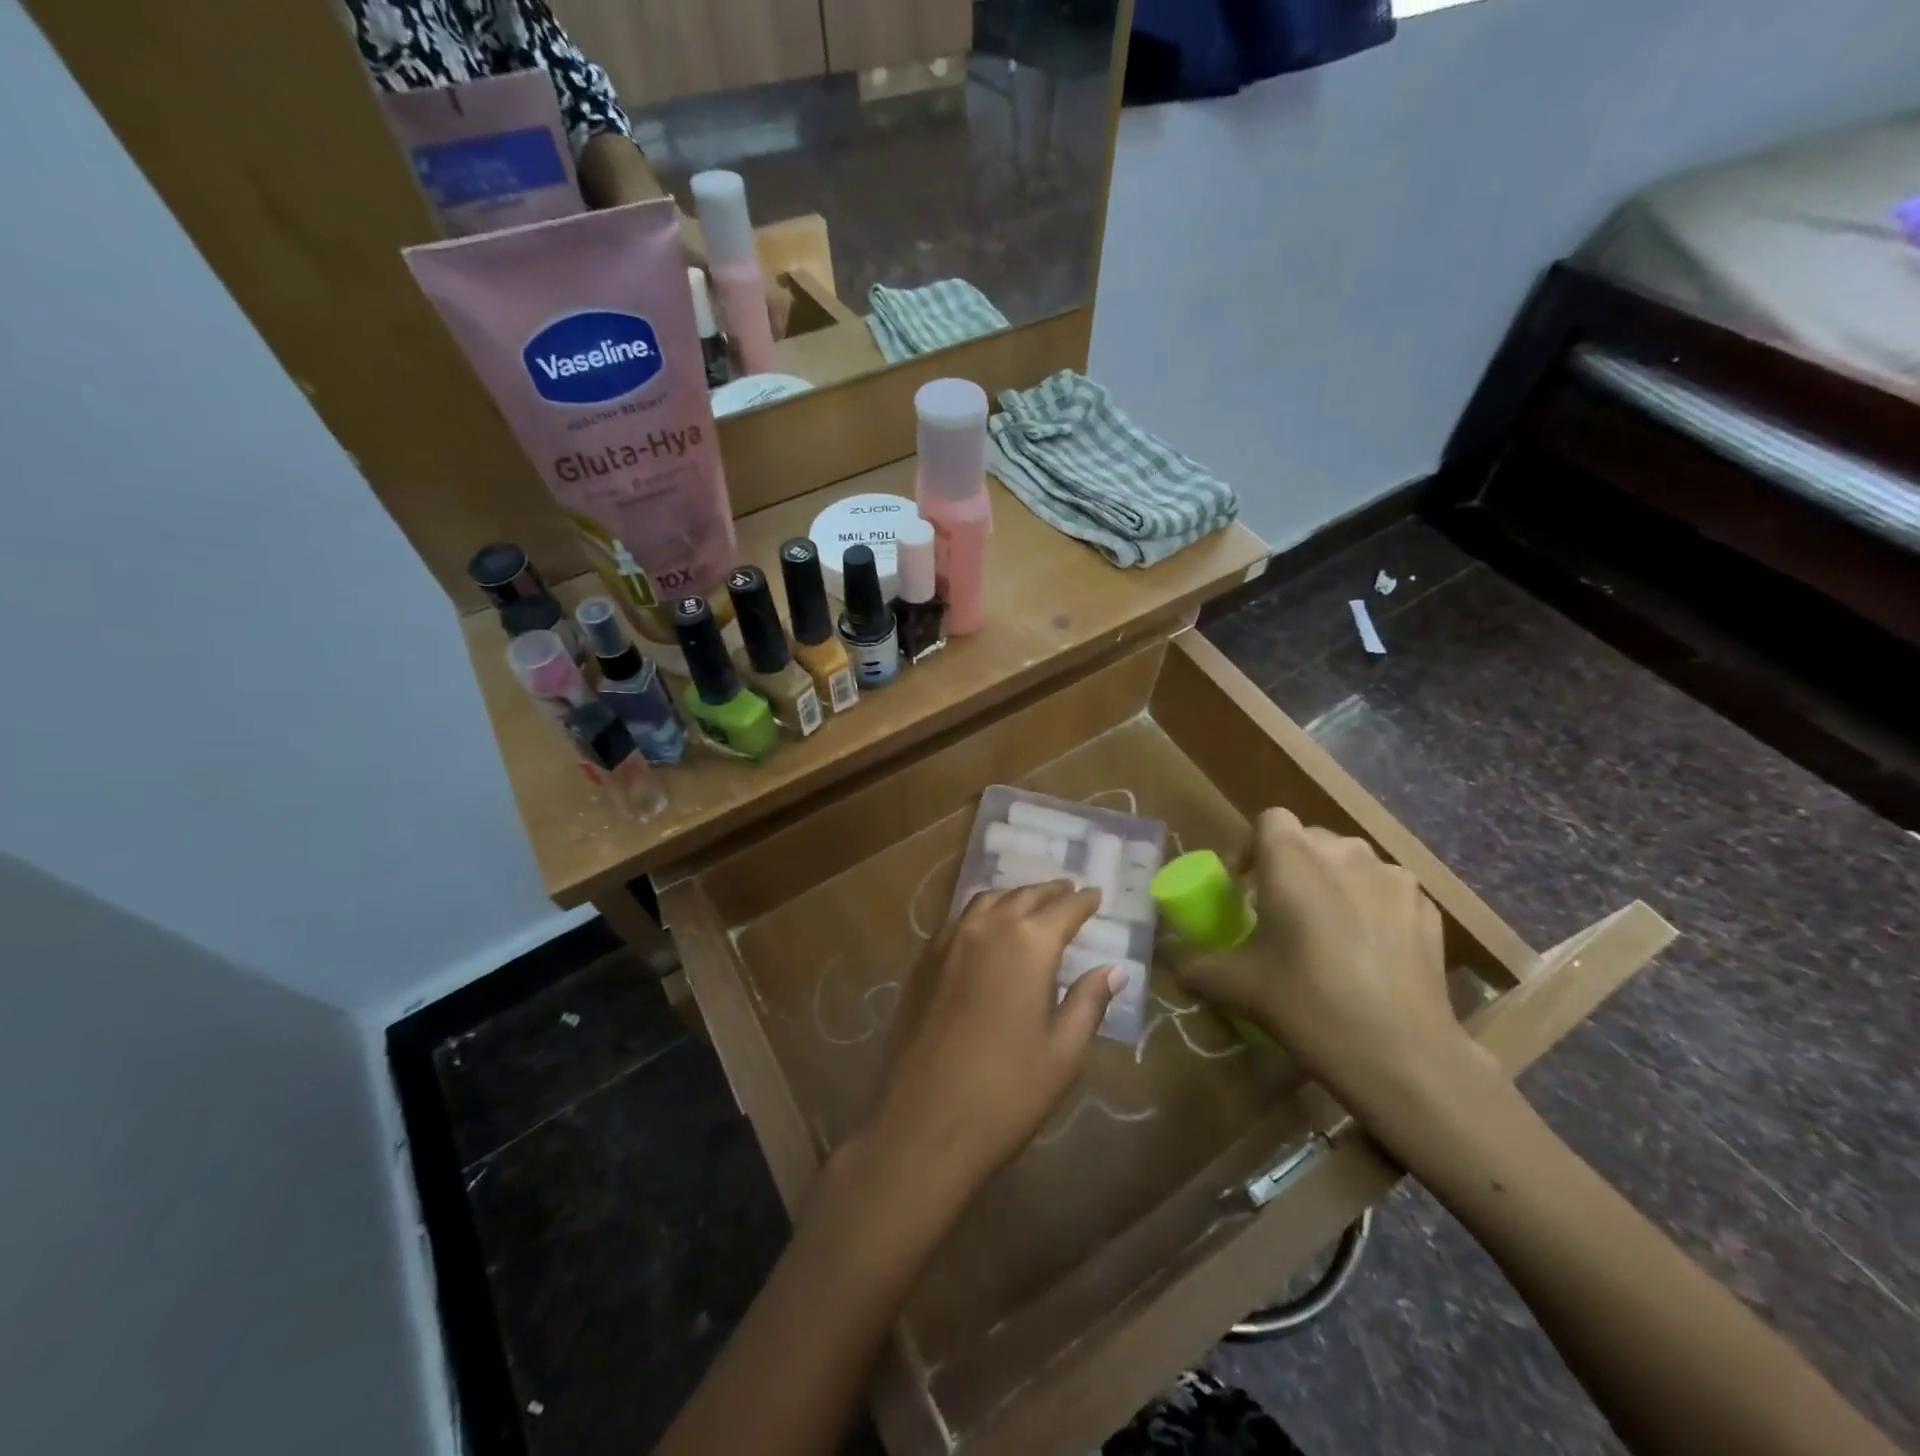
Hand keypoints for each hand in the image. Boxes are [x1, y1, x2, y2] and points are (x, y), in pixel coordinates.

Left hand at [864, 882, 1121, 1201]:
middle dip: (1049, 892)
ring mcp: (947, 942)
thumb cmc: (1008, 1091)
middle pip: (1023, 896)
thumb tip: (1114, 970)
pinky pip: (957, 921)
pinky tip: (986, 931)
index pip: (1064, 909)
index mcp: (1028, 944)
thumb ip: (1089, 1001)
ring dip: (1013, 897)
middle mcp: (986, 928)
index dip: (1083, 901)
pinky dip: (981, 915)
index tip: (1096, 894)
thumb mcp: (1064, 1051)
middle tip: (1067, 892)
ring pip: (986, 902)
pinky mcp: (922, 962)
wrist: (925, 1122)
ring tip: (1030, 904)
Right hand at [1177, 809, 1490, 1122]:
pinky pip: (1386, 892)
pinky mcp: (1426, 908)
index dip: (1252, 847)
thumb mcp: (1236, 986)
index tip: (1244, 887)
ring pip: (1351, 864)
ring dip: (1333, 883)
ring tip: (1327, 929)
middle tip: (1281, 911)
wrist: (1401, 1054)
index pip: (1269, 820)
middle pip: (1310, 840)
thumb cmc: (1307, 1003)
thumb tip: (1176, 966)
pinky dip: (1371, 907)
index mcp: (1292, 858)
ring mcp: (1393, 877)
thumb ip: (1198, 966)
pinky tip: (1369, 952)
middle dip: (1291, 867)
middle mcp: (1344, 853)